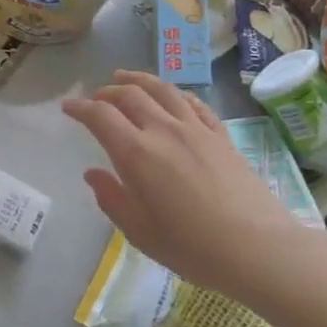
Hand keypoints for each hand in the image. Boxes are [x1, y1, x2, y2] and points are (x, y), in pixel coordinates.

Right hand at [62, 71, 310, 290]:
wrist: (259, 249)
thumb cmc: (192, 246)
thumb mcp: (139, 231)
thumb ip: (111, 198)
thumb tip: (93, 173)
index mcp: (136, 153)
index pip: (100, 116)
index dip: (80, 108)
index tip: (67, 108)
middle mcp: (164, 130)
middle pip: (130, 95)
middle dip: (107, 91)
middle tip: (95, 97)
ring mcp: (196, 130)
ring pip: (163, 90)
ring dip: (139, 80)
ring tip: (125, 77)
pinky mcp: (222, 136)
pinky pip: (194, 103)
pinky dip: (175, 94)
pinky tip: (171, 97)